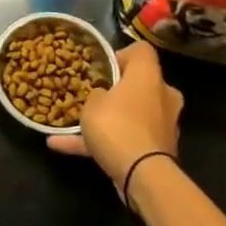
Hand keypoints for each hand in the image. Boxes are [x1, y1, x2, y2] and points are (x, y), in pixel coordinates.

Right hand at [47, 40, 182, 198]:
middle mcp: (163, 95)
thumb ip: (95, 93)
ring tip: (70, 125)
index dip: (120, 55)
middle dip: (116, 91)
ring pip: (131, 115)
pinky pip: (127, 140)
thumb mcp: (92, 102)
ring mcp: (163, 124)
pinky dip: (102, 143)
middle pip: (138, 84)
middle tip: (91, 96)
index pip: (141, 51)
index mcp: (149, 75)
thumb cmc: (117, 125)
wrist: (142, 174)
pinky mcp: (158, 150)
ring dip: (106, 120)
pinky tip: (62, 147)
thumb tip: (101, 95)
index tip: (100, 68)